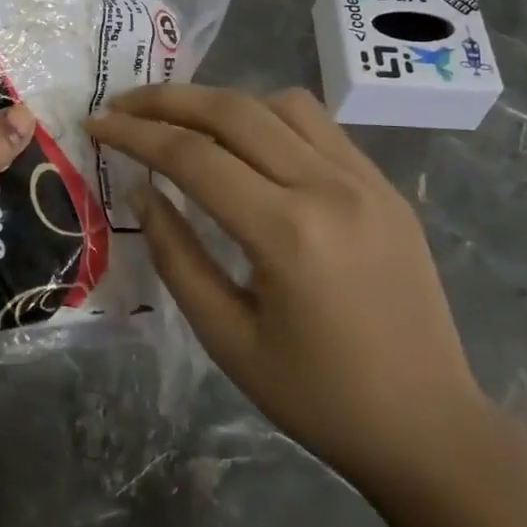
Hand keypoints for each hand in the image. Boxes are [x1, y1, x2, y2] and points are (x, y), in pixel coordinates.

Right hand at [86, 84, 484, 489]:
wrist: (429, 427)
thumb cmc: (318, 397)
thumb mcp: (227, 338)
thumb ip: (177, 256)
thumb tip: (144, 192)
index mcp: (286, 232)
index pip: (193, 157)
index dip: (135, 135)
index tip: (97, 124)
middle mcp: (328, 187)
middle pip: (234, 110)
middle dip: (168, 99)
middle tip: (124, 103)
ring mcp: (365, 180)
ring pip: (281, 104)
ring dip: (223, 101)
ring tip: (185, 122)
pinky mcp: (386, 186)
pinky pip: (319, 126)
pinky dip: (270, 118)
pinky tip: (248, 143)